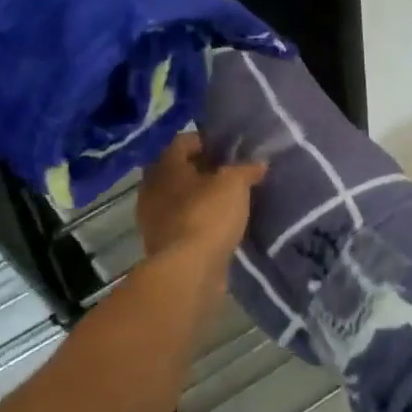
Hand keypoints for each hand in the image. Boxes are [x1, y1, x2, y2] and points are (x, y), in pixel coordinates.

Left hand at [137, 134, 266, 273]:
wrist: (188, 271)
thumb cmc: (208, 215)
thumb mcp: (234, 184)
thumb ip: (246, 169)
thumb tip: (259, 163)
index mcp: (165, 165)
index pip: (184, 141)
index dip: (208, 141)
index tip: (230, 149)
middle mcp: (152, 188)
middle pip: (179, 169)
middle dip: (203, 169)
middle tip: (230, 172)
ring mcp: (153, 218)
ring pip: (179, 197)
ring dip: (199, 196)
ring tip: (228, 200)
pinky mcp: (162, 244)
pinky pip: (182, 221)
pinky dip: (198, 219)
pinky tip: (219, 224)